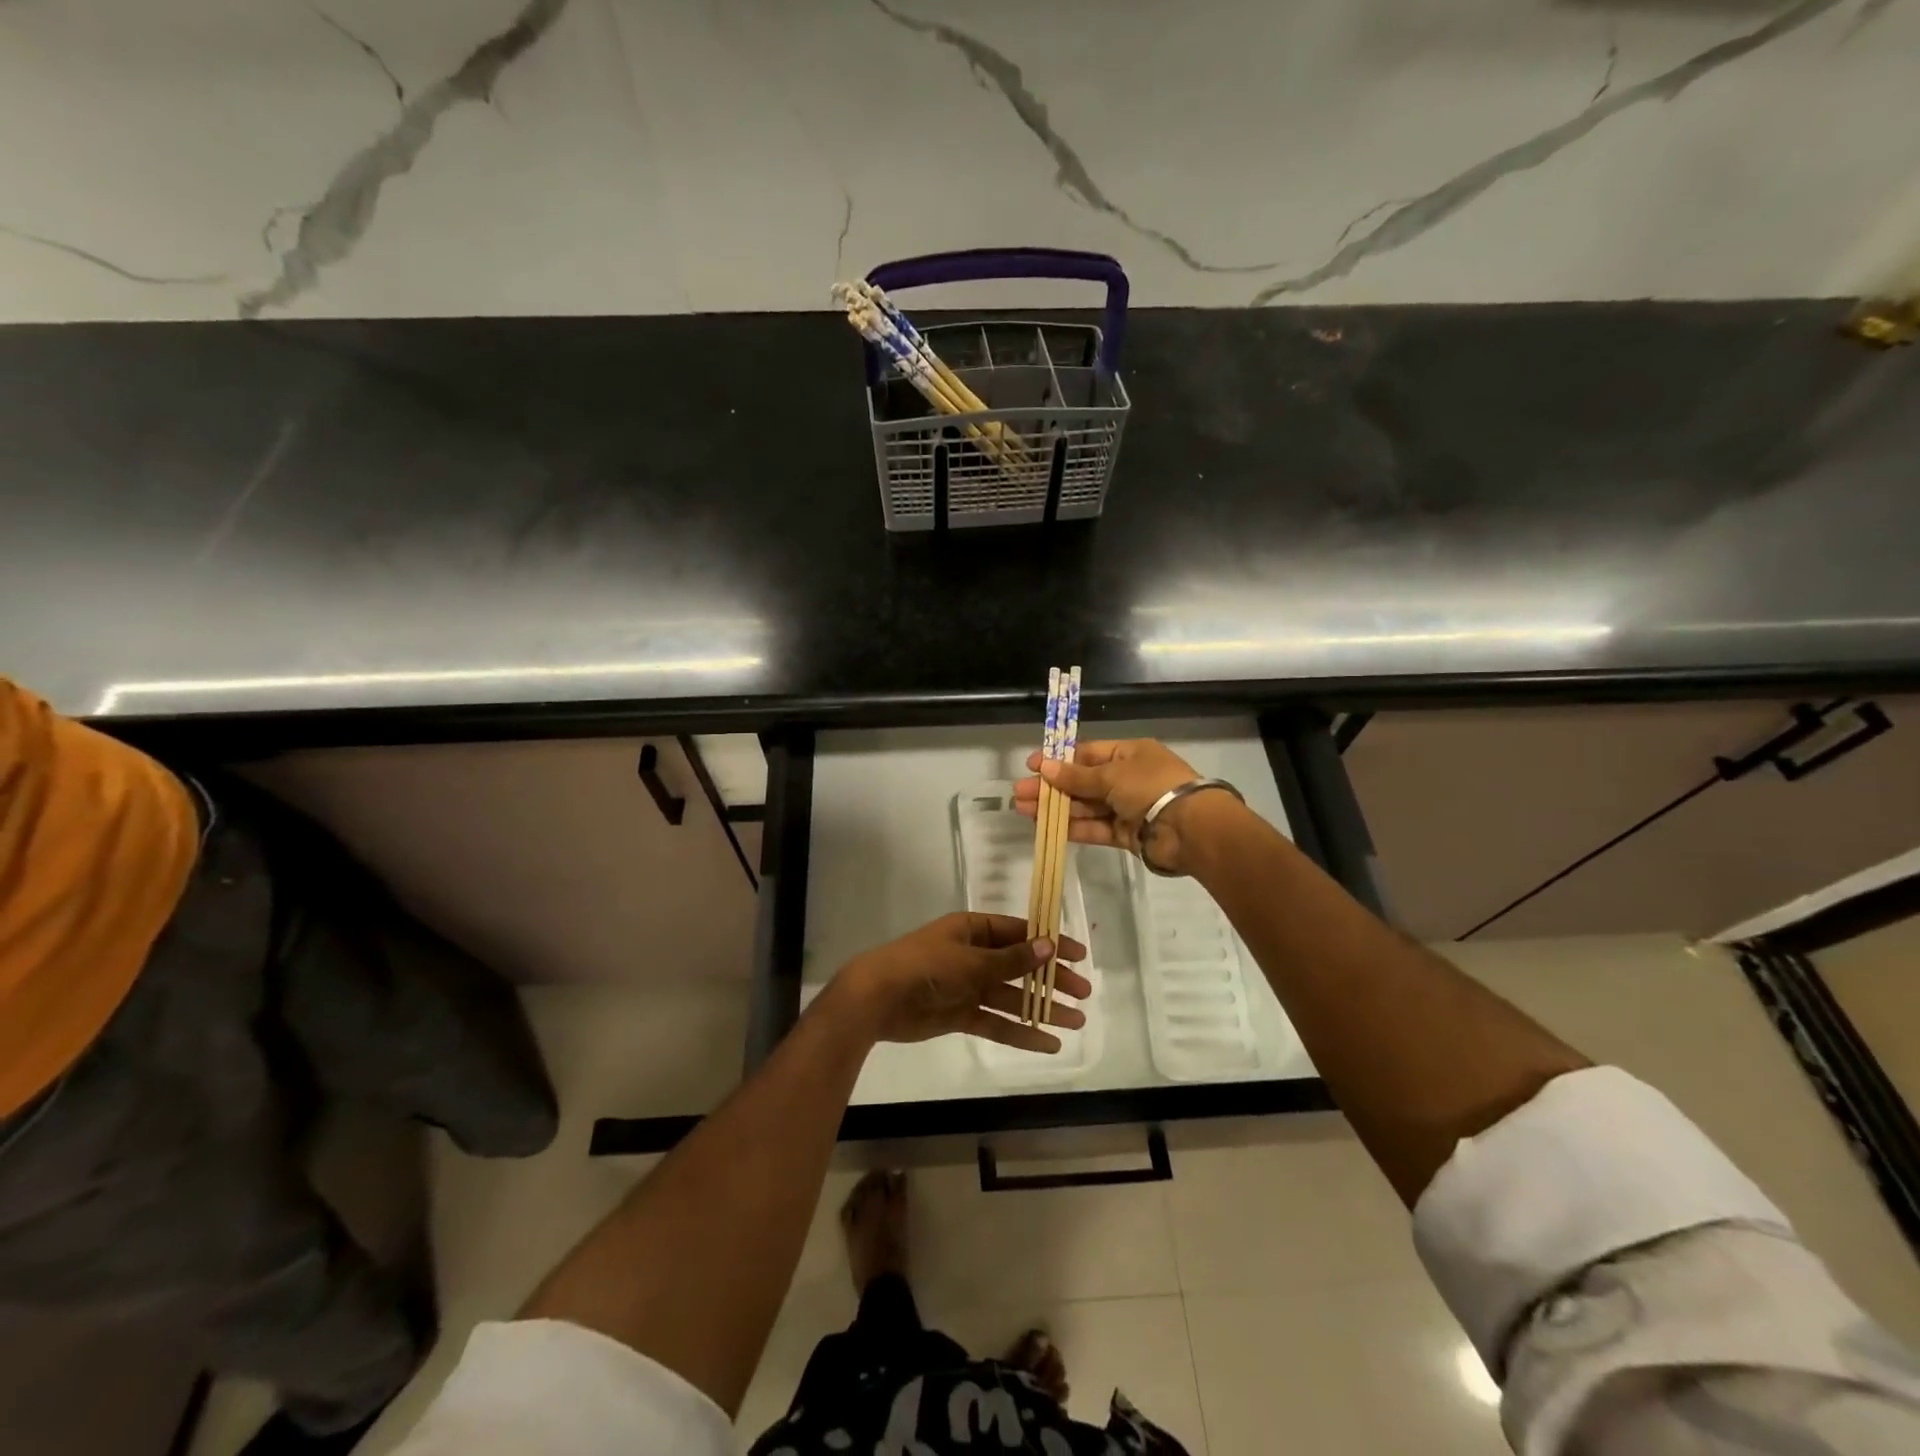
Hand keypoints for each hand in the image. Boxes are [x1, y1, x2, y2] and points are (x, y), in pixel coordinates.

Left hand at [833, 913, 1090, 1052]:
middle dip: (1051, 979)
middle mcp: (973, 955)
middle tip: (1084, 993)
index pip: (1019, 933)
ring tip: (1076, 1021)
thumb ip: (1011, 959)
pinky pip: (996, 1022)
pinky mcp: (960, 1015)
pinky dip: (1020, 1032)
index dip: (1049, 943)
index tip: (1079, 955)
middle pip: (1020, 966)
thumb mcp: (972, 959)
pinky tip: (1047, 1043)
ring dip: (1042, 1008)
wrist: (878, 998)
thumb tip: (1049, 947)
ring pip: (1012, 997)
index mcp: (973, 930)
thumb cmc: (926, 966)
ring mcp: (967, 986)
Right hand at [1013, 739, 1225, 875]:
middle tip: (1019, 793)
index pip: (1087, 754)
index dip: (1059, 760)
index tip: (1032, 766)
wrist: (1190, 829)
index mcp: (1129, 754)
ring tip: (1024, 810)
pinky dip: (1074, 827)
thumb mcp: (1111, 775)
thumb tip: (1045, 767)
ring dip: (1056, 808)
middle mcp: (1127, 778)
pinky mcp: (1127, 835)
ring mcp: (1127, 808)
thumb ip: (1076, 776)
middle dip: (1051, 787)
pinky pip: (1096, 828)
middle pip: (1082, 782)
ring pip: (1085, 806)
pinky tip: (1048, 827)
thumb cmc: (1151, 787)